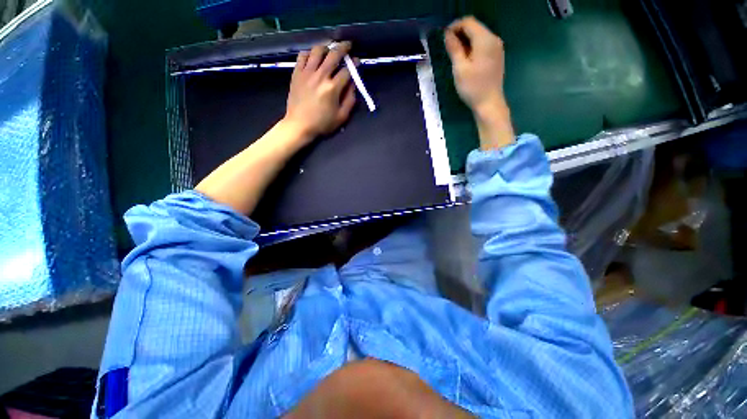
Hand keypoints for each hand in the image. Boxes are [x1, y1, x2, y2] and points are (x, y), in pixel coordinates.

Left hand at [283, 41, 356, 143]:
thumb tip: (353, 85)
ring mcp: (307, 73)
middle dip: (343, 47)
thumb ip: (350, 100)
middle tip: (348, 45)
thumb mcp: (341, 117)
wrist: (299, 125)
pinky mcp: (297, 73)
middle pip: (334, 54)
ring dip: (326, 47)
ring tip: (330, 50)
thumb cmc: (322, 124)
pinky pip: (303, 55)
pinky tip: (313, 57)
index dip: (354, 65)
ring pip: (317, 50)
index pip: (347, 71)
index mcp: (333, 88)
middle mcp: (320, 76)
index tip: (357, 62)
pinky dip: (310, 53)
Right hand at [444, 16, 506, 117]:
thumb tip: (447, 34)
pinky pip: (483, 44)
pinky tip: (466, 60)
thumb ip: (454, 48)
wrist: (489, 103)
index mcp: (485, 40)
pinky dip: (472, 47)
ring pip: (478, 36)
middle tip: (448, 49)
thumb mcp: (460, 68)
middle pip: (475, 27)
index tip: (444, 38)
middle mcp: (494, 39)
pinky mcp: (496, 56)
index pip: (468, 22)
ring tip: (455, 56)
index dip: (454, 26)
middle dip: (459, 34)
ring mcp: (497, 47)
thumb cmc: (473, 88)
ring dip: (465, 41)